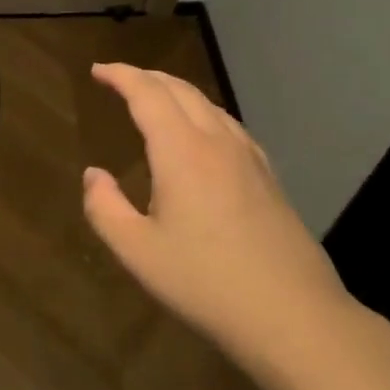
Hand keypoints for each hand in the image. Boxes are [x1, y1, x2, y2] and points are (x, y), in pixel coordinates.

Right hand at [82, 64, 356, 378]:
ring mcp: (249, 158)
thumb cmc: (207, 283)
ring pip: (208, 105)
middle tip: (120, 79)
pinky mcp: (269, 178)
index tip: (98, 71)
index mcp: (181, 151)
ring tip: (155, 100)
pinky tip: (203, 134)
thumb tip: (94, 175)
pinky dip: (203, 113)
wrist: (295, 318)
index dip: (120, 76)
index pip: (147, 94)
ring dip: (176, 92)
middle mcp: (216, 142)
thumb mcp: (138, 252)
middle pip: (180, 90)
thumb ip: (105, 208)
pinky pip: (229, 125)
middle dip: (146, 77)